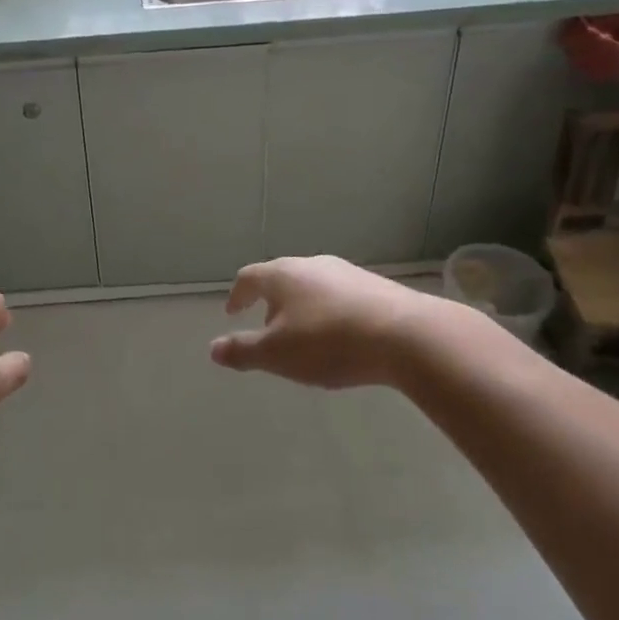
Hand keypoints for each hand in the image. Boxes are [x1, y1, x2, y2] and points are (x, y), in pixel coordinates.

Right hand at [213, 256, 475, 389]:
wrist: (405, 335)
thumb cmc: (329, 342)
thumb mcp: (277, 355)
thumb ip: (243, 351)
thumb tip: (213, 349)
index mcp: (282, 275)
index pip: (248, 278)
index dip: (237, 296)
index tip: (233, 313)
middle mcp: (311, 264)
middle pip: (281, 278)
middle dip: (271, 302)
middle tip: (268, 328)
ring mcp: (345, 272)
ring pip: (312, 286)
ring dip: (301, 307)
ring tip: (304, 336)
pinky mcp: (374, 285)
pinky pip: (340, 296)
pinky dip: (329, 312)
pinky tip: (340, 336)